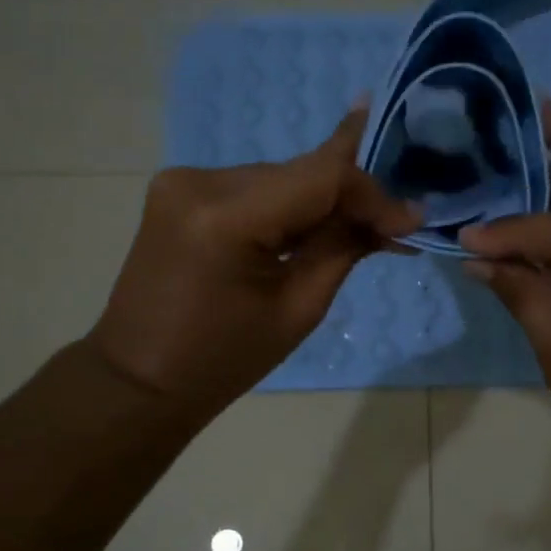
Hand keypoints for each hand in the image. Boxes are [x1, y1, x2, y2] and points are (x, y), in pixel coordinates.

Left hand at [88, 106, 419, 425]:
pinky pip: (252, 188)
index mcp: (225, 217)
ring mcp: (182, 181)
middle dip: (351, 197)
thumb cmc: (223, 361)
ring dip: (320, 202)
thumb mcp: (298, 309)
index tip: (410, 220)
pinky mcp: (179, 190)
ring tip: (360, 229)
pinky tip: (313, 227)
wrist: (139, 378)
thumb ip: (344, 248)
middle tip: (394, 225)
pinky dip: (287, 206)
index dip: (372, 194)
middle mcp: (199, 181)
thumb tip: (397, 216)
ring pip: (279, 178)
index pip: (321, 176)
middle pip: (300, 172)